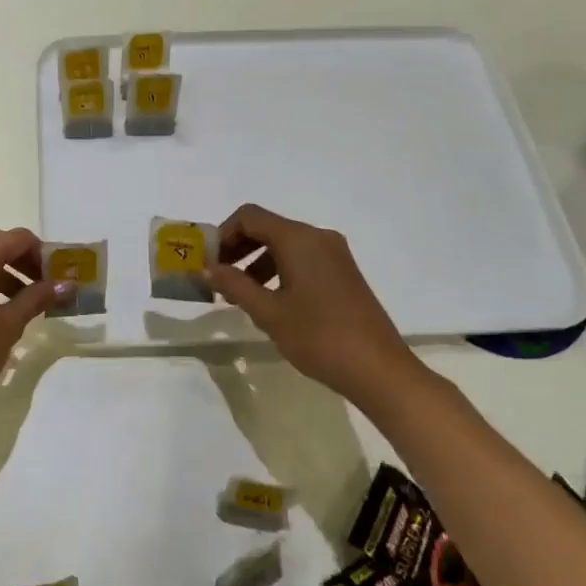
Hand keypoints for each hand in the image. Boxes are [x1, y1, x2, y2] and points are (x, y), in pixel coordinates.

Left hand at [0, 228, 63, 422]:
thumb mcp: (9, 325)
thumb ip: (36, 299)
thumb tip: (65, 284)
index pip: (16, 238)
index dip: (41, 251)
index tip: (57, 274)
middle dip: (25, 260)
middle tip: (45, 285)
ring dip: (8, 272)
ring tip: (28, 300)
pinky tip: (2, 310)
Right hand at [206, 204, 428, 402]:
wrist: (378, 369)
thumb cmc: (318, 337)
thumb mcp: (268, 313)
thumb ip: (235, 285)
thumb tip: (208, 269)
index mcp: (298, 239)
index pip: (249, 217)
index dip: (223, 234)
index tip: (209, 261)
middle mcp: (318, 237)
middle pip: (267, 227)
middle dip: (238, 247)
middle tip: (218, 276)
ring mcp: (334, 254)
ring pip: (285, 243)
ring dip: (257, 260)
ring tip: (240, 294)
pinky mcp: (343, 272)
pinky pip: (302, 257)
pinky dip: (279, 269)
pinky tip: (270, 300)